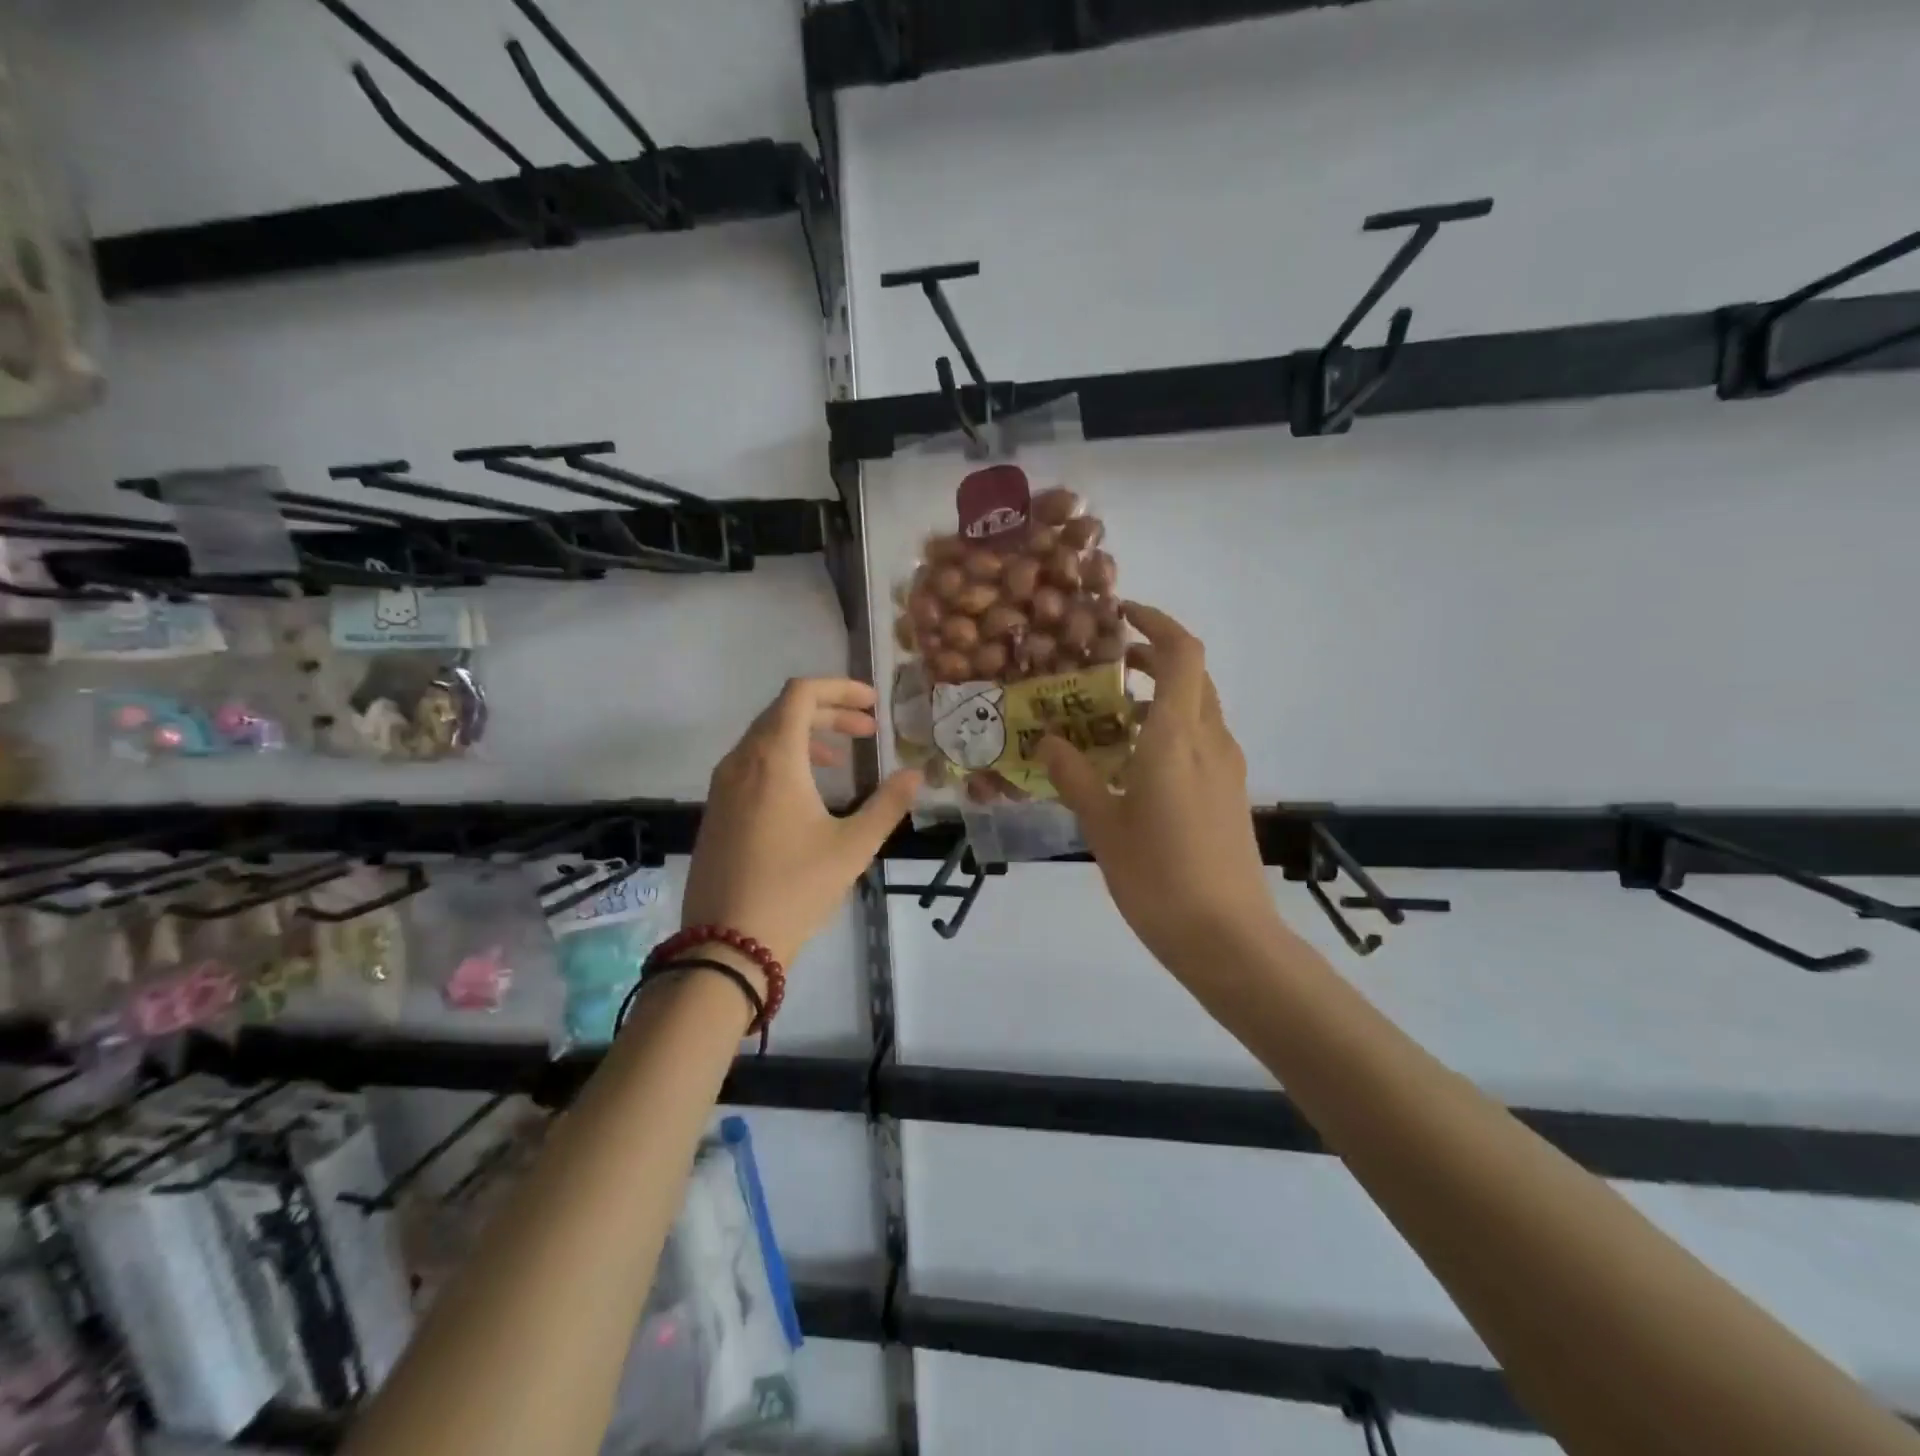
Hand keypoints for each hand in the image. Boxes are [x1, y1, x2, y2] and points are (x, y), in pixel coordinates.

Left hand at [683, 678, 920, 969]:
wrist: (726, 943)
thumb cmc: (795, 888)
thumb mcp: (853, 847)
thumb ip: (888, 805)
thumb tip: (916, 775)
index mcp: (774, 758)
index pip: (801, 693)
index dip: (840, 688)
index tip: (873, 703)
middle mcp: (742, 761)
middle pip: (784, 711)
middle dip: (830, 712)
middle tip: (868, 730)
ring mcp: (723, 786)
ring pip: (765, 737)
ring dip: (806, 736)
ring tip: (843, 759)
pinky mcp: (717, 809)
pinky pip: (751, 763)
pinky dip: (784, 759)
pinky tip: (807, 792)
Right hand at [1038, 604, 1281, 978]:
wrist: (1227, 937)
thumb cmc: (1158, 877)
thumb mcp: (1103, 825)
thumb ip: (1075, 775)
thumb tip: (1049, 741)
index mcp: (1176, 738)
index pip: (1182, 653)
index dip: (1156, 623)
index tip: (1120, 616)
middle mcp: (1210, 740)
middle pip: (1192, 674)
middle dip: (1153, 656)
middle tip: (1104, 665)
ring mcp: (1226, 767)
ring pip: (1198, 707)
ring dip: (1160, 695)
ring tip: (1109, 715)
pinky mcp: (1230, 792)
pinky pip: (1201, 739)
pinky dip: (1170, 727)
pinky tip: (1135, 761)